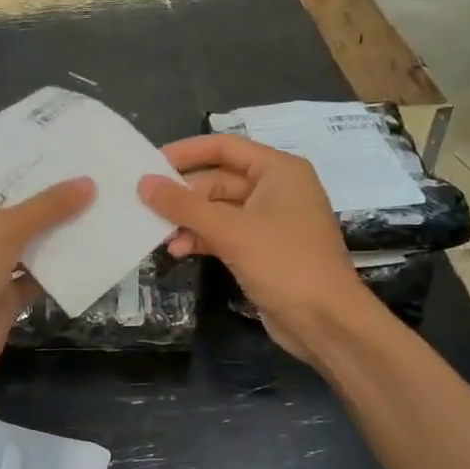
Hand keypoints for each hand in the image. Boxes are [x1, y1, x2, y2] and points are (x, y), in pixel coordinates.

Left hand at [0, 179, 95, 384]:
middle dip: (48, 201)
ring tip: (99, 208)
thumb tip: (88, 183)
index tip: (64, 155)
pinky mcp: (3, 296)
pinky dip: (58, 269)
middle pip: (12, 212)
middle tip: (92, 178)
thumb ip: (46, 207)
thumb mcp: (2, 229)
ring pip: (26, 245)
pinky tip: (91, 251)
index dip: (25, 169)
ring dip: (57, 234)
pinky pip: (35, 277)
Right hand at [138, 135, 381, 364]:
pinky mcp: (262, 249)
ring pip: (218, 210)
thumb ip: (184, 206)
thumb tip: (144, 183)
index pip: (224, 147)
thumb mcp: (231, 231)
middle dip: (183, 195)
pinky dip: (202, 238)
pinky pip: (224, 233)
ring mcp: (269, 221)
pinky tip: (179, 251)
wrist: (325, 320)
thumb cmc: (284, 263)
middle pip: (217, 180)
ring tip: (162, 237)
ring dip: (189, 221)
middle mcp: (275, 189)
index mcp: (278, 171)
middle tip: (146, 207)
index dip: (186, 152)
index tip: (149, 163)